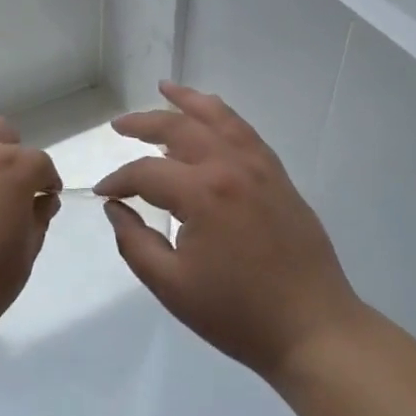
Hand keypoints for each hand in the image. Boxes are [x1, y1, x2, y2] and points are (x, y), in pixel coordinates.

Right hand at [97, 82, 360, 381]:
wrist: (312, 328)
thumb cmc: (238, 314)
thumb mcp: (173, 287)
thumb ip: (135, 243)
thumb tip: (115, 207)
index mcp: (202, 193)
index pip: (147, 172)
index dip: (118, 180)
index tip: (102, 192)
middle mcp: (230, 165)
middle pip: (179, 127)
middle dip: (143, 123)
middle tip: (118, 126)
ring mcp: (258, 165)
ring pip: (217, 116)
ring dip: (187, 100)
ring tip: (164, 88)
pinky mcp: (277, 173)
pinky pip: (244, 130)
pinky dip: (221, 114)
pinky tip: (210, 114)